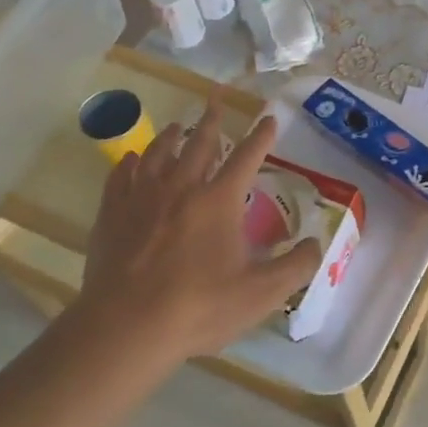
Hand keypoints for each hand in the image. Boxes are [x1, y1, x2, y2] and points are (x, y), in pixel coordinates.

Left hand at [69, 102, 321, 362]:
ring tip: (177, 127)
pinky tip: (131, 160)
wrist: (127, 327)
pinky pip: (121, 177)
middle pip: (199, 143)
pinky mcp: (111, 215)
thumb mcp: (262, 293)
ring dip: (171, 137)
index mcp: (219, 200)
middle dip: (212, 120)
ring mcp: (141, 198)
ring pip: (158, 154)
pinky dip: (129, 163)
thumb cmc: (200, 307)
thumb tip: (316, 243)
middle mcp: (181, 187)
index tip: (269, 117)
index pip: (247, 157)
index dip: (261, 136)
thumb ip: (296, 266)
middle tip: (216, 99)